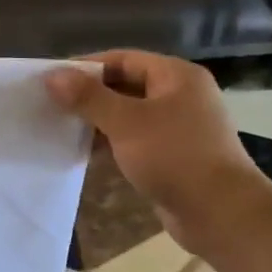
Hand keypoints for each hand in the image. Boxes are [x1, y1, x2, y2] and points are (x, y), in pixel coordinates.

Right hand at [46, 50, 271, 252]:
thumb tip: (52, 75)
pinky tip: (86, 154)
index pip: (123, 59)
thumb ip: (88, 98)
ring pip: (130, 117)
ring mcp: (179, 128)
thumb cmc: (174, 156)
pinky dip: (113, 144)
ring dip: (99, 123)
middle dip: (90, 97)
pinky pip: (136, 142)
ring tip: (62, 130)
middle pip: (126, 86)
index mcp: (176, 76)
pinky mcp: (173, 157)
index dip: (86, 67)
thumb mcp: (126, 122)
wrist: (219, 212)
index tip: (52, 81)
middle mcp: (180, 96)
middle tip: (52, 107)